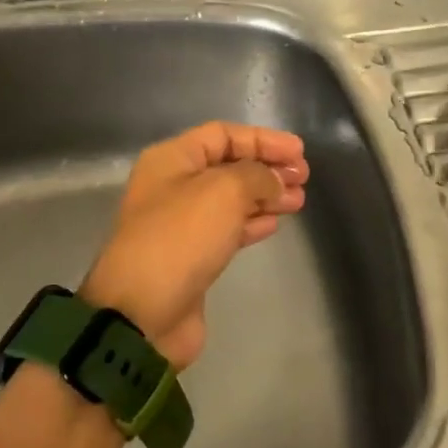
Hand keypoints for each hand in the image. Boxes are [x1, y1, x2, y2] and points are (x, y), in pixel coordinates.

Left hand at [81, 123, 309, 368]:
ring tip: (299, 200)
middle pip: (228, 166)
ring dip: (266, 196)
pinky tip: (274, 223)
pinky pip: (227, 229)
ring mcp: (182, 223)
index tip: (299, 153)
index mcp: (172, 159)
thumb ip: (257, 175)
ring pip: (231, 199)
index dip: (263, 139)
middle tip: (304, 178)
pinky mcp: (192, 256)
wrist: (143, 312)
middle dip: (267, 168)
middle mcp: (174, 185)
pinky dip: (252, 223)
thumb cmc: (181, 238)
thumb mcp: (224, 191)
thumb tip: (274, 180)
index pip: (223, 135)